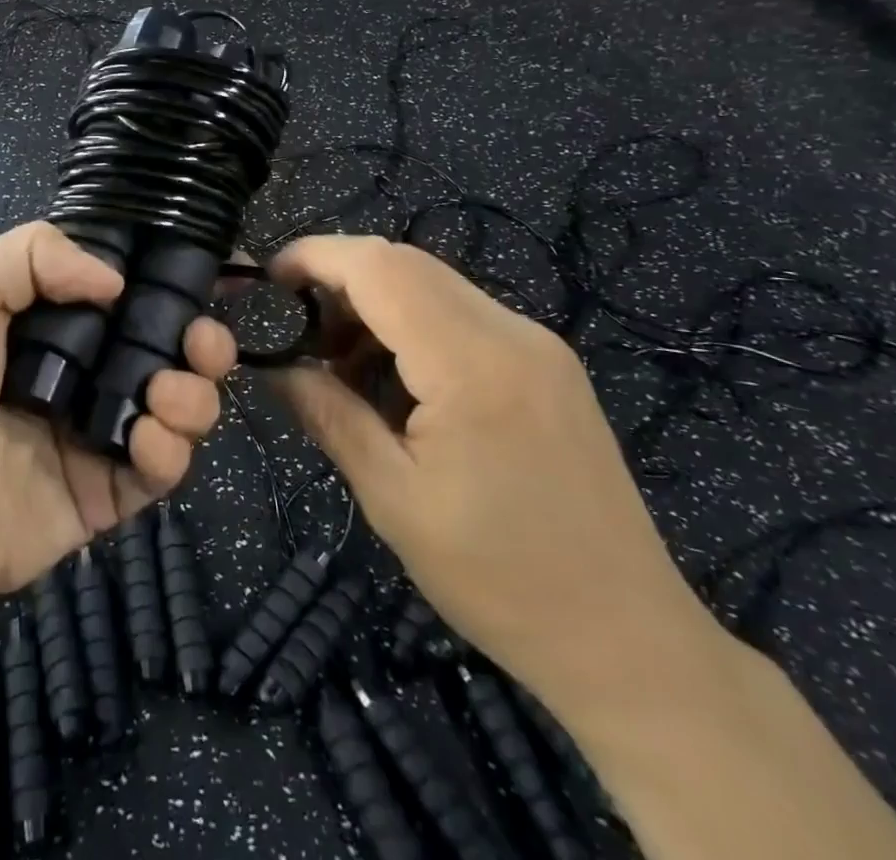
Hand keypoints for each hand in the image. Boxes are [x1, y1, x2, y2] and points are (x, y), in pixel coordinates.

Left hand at [0, 222, 235, 615]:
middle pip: (169, 351)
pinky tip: (144, 440)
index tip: (206, 276)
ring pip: (180, 407)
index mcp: (55, 324)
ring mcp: (99, 434)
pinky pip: (163, 468)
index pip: (130, 295)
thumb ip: (37, 255)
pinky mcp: (107, 493)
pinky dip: (170, 450)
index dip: (169, 285)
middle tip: (202, 342)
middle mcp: (85, 373)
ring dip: (193, 396)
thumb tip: (117, 281)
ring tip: (163, 394)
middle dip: (203, 341)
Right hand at [268, 235, 727, 712]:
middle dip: (339, 280)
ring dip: (375, 304)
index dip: (315, 256)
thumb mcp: (392, 497)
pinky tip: (395, 382)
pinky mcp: (547, 363)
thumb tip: (276, 365)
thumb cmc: (498, 578)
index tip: (267, 280)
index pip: (379, 266)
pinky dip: (412, 326)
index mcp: (472, 363)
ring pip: (432, 284)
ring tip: (340, 365)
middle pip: (405, 263)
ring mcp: (537, 344)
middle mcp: (511, 332)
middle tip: (297, 330)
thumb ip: (328, 413)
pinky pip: (462, 315)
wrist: (628, 640)